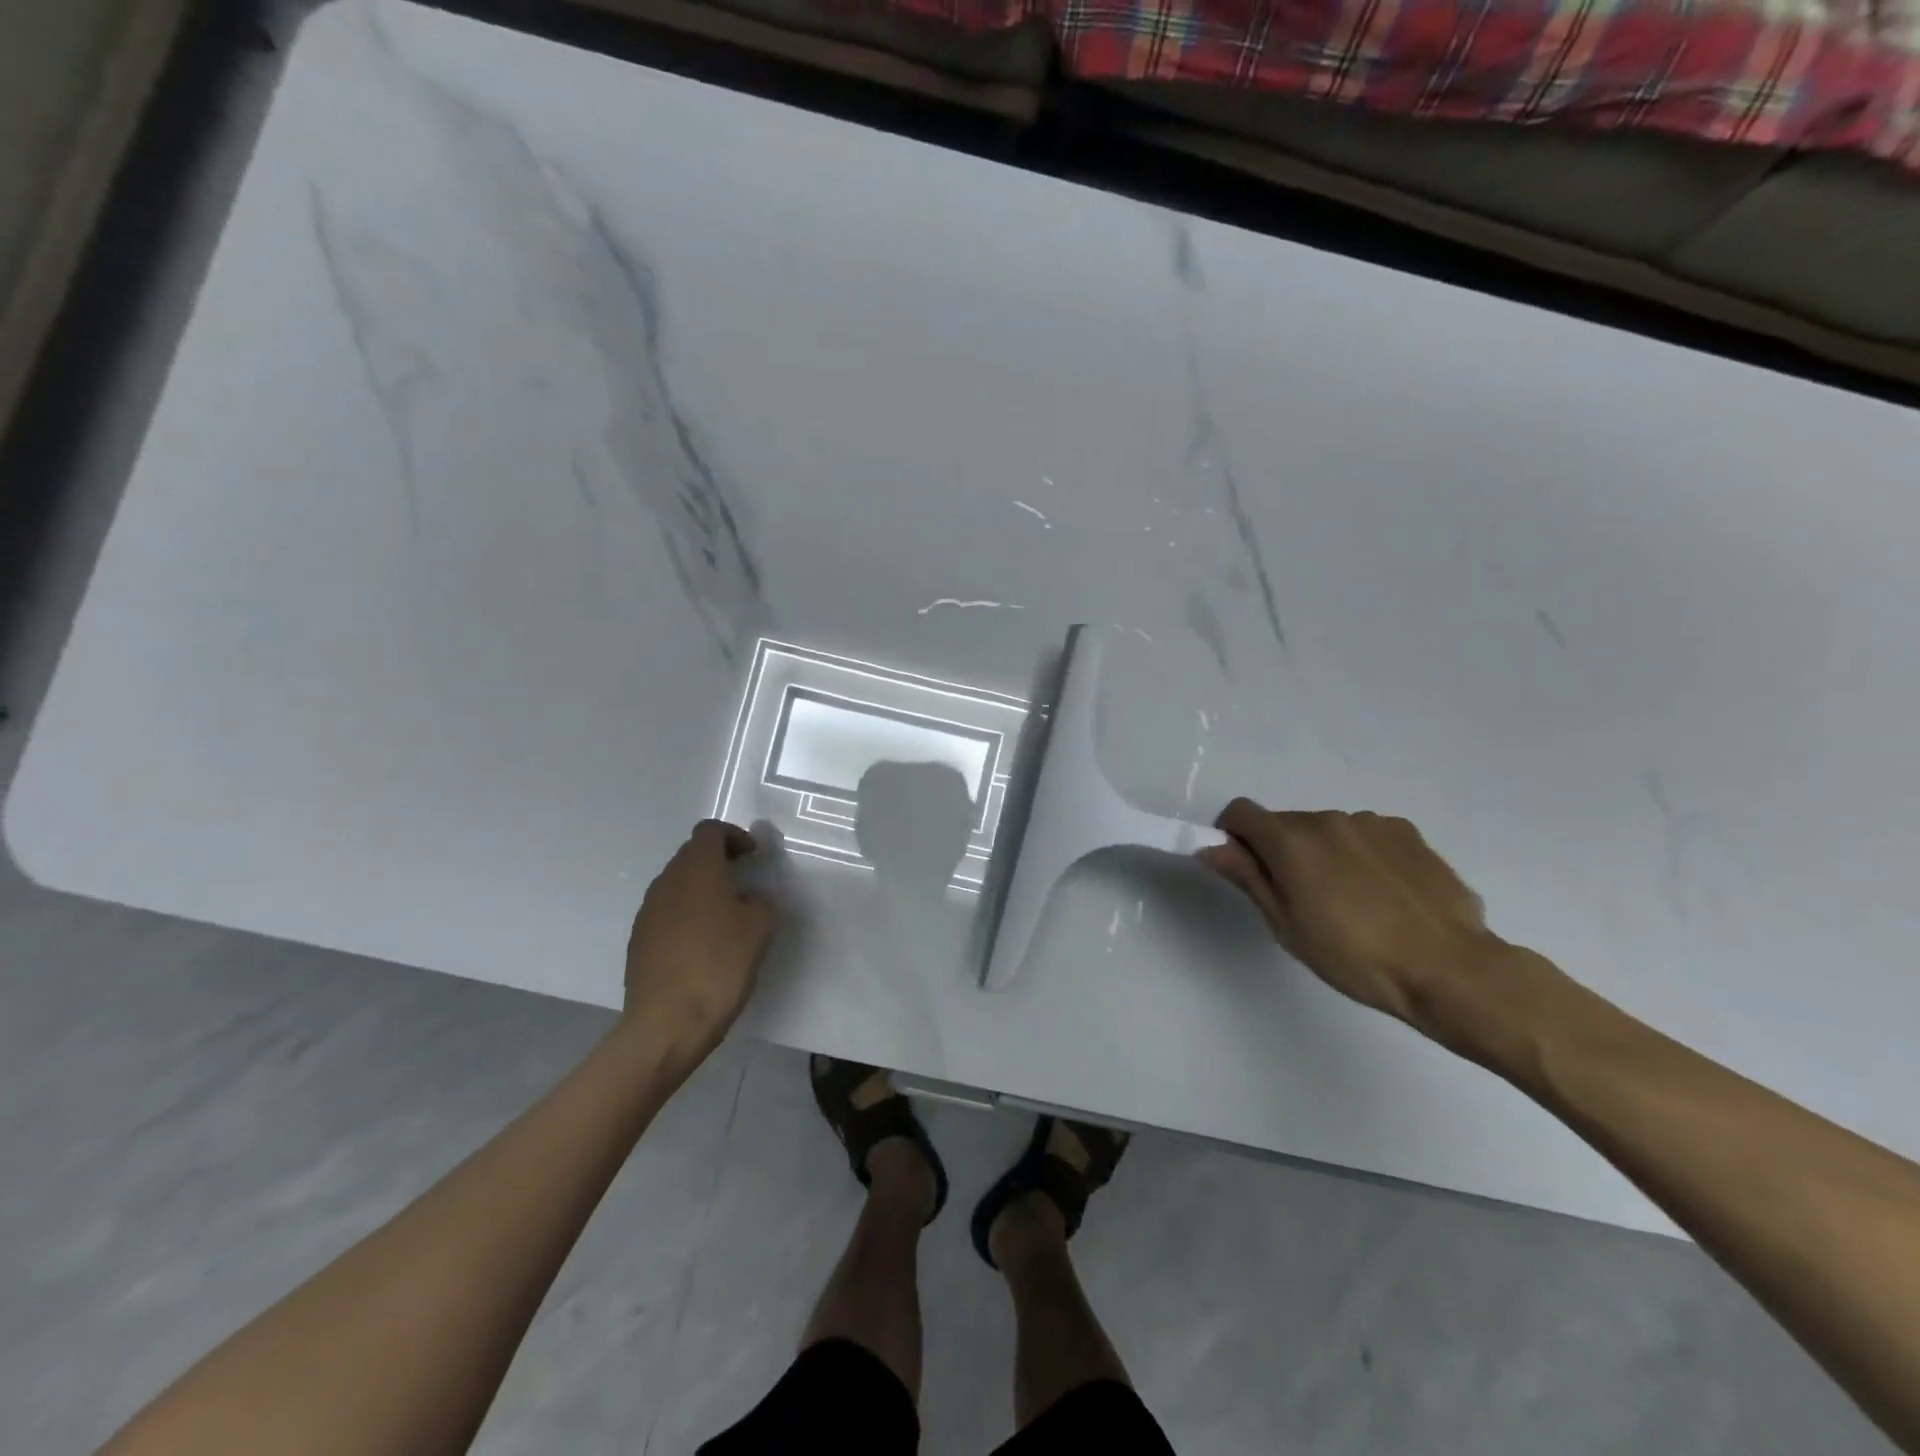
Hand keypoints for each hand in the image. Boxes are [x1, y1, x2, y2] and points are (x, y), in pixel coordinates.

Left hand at [624, 820, 777, 1056]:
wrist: (667, 1023)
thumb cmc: (719, 965)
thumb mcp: (760, 928)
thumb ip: (762, 902)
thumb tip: (751, 899)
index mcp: (697, 870)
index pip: (710, 831)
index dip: (735, 836)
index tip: (753, 857)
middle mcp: (667, 882)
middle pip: (691, 855)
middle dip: (718, 861)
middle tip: (744, 882)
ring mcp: (647, 912)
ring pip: (678, 884)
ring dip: (701, 889)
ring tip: (726, 916)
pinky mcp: (639, 940)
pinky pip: (667, 912)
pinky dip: (687, 915)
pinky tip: (703, 944)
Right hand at [1199, 800, 1499, 1024]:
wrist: (1449, 969)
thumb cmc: (1354, 957)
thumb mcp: (1286, 926)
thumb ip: (1247, 877)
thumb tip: (1211, 846)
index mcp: (1291, 841)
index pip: (1241, 812)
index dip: (1232, 834)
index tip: (1242, 867)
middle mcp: (1327, 819)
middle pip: (1284, 822)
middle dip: (1280, 850)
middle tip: (1299, 898)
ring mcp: (1371, 823)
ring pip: (1326, 830)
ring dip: (1322, 853)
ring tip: (1349, 901)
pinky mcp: (1407, 832)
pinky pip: (1365, 835)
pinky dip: (1360, 854)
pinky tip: (1382, 894)